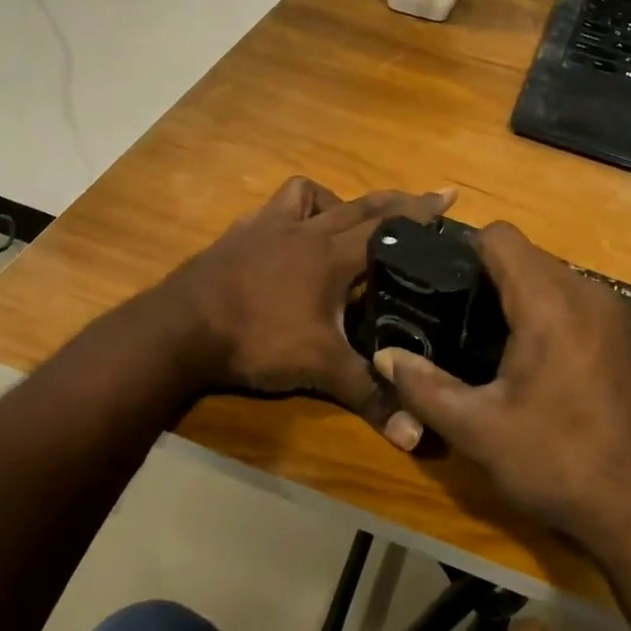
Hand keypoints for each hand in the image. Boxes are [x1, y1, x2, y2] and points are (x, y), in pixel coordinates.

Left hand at [161, 176, 453, 449]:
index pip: (389, 228)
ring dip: (337, 201)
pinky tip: (291, 232)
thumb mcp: (319, 369)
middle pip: (360, 205)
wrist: (180, 328)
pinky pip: (275, 208)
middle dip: (397, 200)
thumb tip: (417, 436)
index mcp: (331, 255)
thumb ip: (369, 395)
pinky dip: (293, 211)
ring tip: (349, 220)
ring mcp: (268, 227)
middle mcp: (305, 230)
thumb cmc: (256, 340)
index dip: (423, 213)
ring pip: (311, 194)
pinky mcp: (240, 233)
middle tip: (426, 198)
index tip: (450, 195)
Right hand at [374, 222, 630, 550]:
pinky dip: (548, 315)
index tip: (440, 288)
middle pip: (526, 256)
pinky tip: (533, 363)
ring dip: (518, 298)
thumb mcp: (477, 429)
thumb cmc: (557, 461)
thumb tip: (383, 356)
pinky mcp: (626, 337)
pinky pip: (575, 302)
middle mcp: (587, 293)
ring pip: (552, 278)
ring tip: (488, 344)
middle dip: (487, 279)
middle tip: (455, 323)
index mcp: (549, 302)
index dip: (464, 252)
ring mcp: (614, 314)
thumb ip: (423, 387)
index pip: (500, 236)